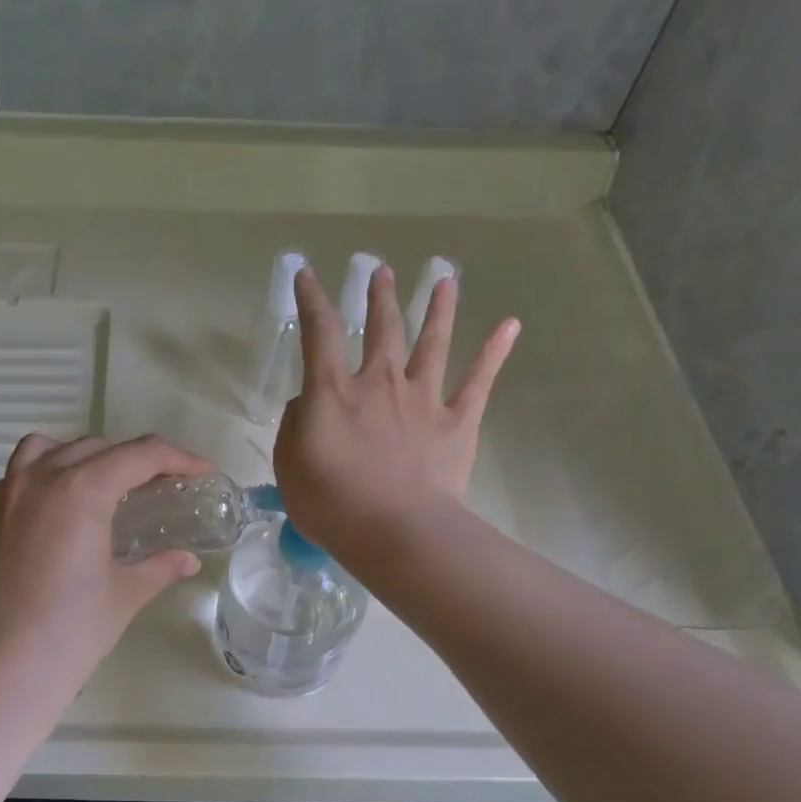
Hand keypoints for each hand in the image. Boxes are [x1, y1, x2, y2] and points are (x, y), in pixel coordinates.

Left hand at [0, 434, 211, 697]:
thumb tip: (187, 561)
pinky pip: (12, 478)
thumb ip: (159, 567)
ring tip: (102, 486)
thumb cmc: (71, 632)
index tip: (202, 472)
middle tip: (159, 488)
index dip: (178, 458)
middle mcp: (38, 479)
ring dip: (80, 457)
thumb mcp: (124, 595)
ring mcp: (3, 496)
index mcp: (80, 490)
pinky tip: (54, 512)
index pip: (139, 455)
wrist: (2, 671)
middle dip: (133, 460)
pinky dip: (38, 479)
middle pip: (95, 448)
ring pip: (45, 449)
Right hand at [274, 263, 517, 557]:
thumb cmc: (331, 503)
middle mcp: (380, 382)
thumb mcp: (289, 465)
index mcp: (333, 392)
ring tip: (445, 279)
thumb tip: (305, 403)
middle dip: (380, 296)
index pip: (319, 332)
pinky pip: (479, 381)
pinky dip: (495, 352)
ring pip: (433, 342)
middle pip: (382, 328)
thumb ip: (293, 426)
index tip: (307, 274)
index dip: (311, 300)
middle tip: (381, 271)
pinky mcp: (457, 422)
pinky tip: (511, 325)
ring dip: (439, 308)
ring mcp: (423, 399)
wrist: (395, 531)